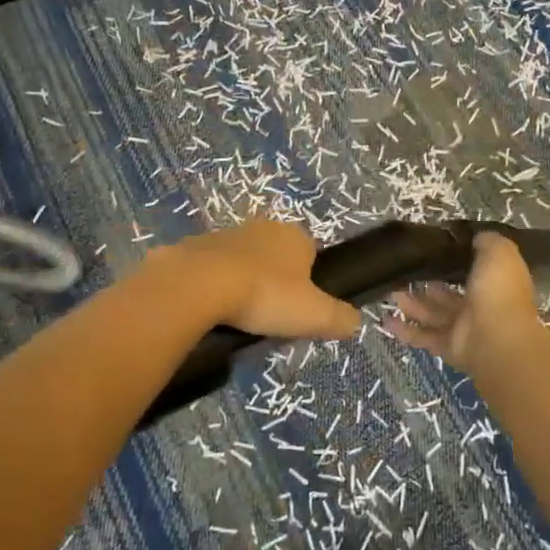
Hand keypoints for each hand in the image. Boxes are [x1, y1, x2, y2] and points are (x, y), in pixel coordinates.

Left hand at [163, 220, 360, 340]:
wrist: (199, 283)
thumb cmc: (265, 295)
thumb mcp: (314, 315)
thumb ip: (340, 318)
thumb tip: (355, 322)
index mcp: (295, 236)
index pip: (310, 254)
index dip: (308, 282)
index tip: (298, 309)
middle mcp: (262, 227)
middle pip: (275, 256)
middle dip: (274, 280)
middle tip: (268, 315)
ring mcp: (226, 234)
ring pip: (242, 260)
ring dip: (242, 281)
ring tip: (238, 315)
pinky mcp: (194, 246)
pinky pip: (211, 268)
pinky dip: (212, 285)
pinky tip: (210, 308)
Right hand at [388, 233, 547, 374]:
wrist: (498, 339)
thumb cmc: (498, 291)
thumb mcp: (499, 253)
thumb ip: (487, 242)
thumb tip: (476, 237)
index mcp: (493, 283)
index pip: (472, 270)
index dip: (454, 260)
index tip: (432, 249)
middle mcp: (479, 305)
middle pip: (448, 293)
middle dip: (427, 283)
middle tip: (403, 270)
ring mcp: (463, 328)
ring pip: (432, 312)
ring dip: (411, 302)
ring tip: (388, 290)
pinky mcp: (447, 346)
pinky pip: (423, 336)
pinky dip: (404, 330)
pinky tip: (385, 319)